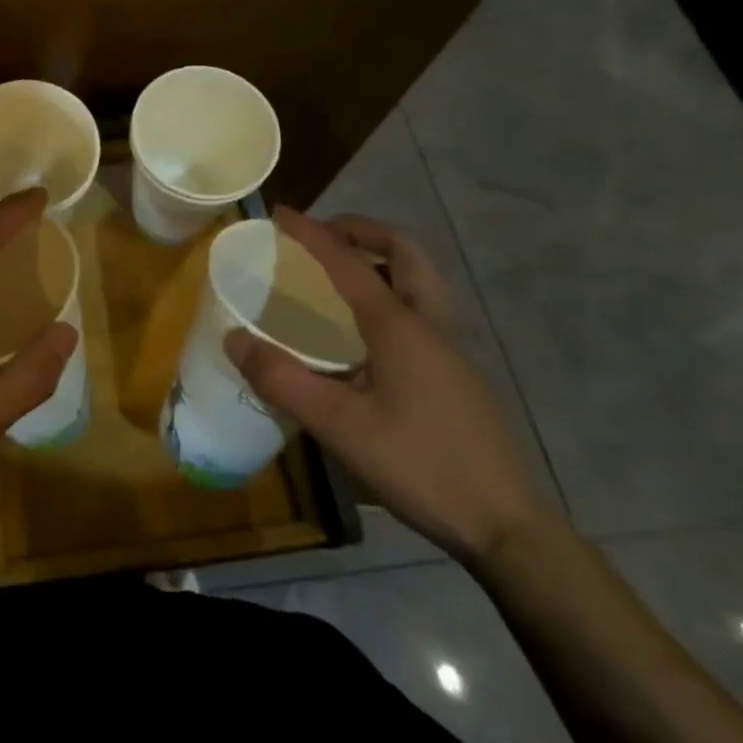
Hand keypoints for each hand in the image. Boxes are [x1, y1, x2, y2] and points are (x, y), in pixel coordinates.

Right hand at [225, 208, 555, 563]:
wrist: (507, 528)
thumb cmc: (419, 466)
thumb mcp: (338, 426)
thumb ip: (281, 380)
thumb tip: (234, 338)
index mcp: (400, 328)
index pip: (349, 263)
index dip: (312, 234)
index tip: (281, 213)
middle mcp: (430, 326)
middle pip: (405, 253)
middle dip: (363, 231)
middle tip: (326, 235)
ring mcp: (452, 351)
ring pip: (421, 280)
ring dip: (382, 260)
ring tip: (341, 274)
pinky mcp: (459, 376)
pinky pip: (422, 310)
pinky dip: (392, 293)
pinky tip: (366, 334)